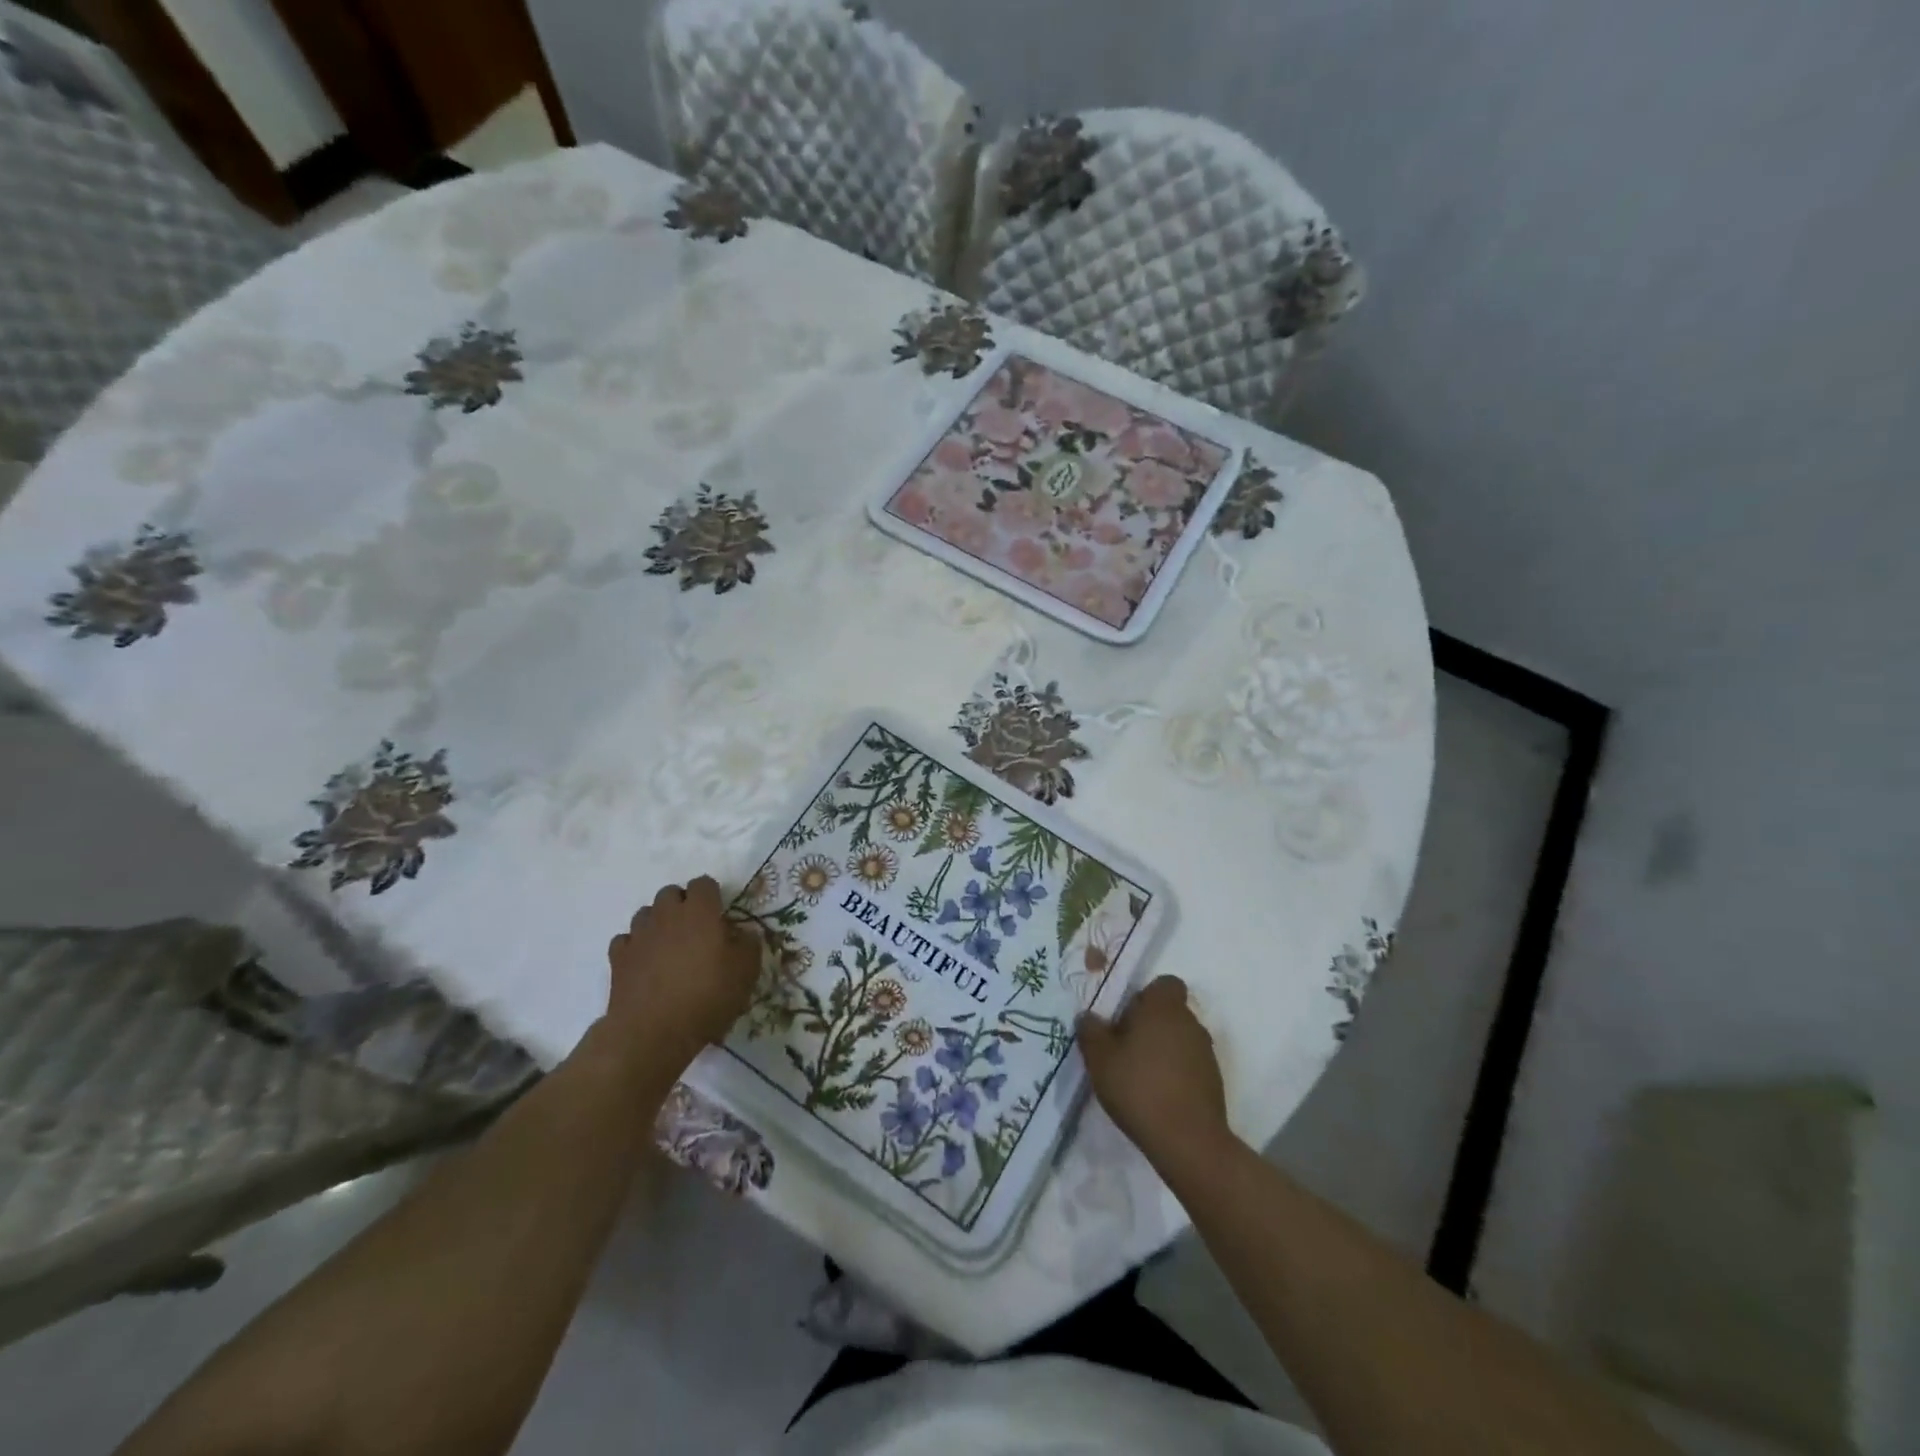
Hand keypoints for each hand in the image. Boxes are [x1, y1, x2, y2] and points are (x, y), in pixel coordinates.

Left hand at [605, 877, 759, 1070]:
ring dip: (658, 922)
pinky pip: (626, 939)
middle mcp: (666, 914)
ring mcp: (639, 935)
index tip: (719, 914)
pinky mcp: (618, 958)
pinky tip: (645, 962)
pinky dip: (636, 945)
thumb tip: (744, 933)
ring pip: (646, 913)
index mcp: (699, 911)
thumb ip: (749, 944)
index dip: (712, 895)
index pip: (703, 883)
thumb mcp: (746, 972)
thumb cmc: (707, 996)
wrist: (653, 1032)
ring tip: (669, 944)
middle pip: (670, 892)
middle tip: (695, 928)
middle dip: (682, 903)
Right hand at [1079, 976, 1231, 1173]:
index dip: (1145, 996)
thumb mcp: (1100, 1059)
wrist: (1188, 1141)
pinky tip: (1156, 1096)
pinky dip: (1175, 1073)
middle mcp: (1190, 1022)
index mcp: (1164, 1008)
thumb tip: (1087, 1016)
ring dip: (1161, 1050)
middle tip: (1123, 1049)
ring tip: (1138, 1077)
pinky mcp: (1214, 1081)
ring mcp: (1206, 1053)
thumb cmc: (1139, 1088)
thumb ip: (1090, 1032)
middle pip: (1169, 1012)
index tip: (1126, 1017)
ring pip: (1179, 1039)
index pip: (1165, 984)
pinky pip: (1189, 1065)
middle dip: (1149, 1025)